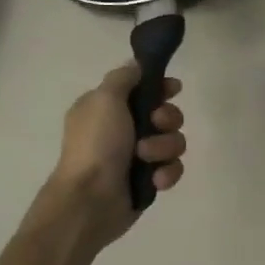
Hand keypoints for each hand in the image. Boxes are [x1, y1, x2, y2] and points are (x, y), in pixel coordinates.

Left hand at [45, 62, 186, 249]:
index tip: (174, 89)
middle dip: (168, 119)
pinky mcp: (149, 180)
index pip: (143, 88)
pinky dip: (166, 173)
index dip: (162, 88)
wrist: (91, 199)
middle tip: (155, 124)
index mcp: (107, 108)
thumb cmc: (96, 145)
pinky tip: (155, 180)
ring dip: (165, 148)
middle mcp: (123, 129)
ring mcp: (138, 156)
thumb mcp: (105, 99)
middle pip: (166, 114)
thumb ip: (124, 78)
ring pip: (173, 142)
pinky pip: (173, 168)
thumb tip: (137, 65)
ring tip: (147, 159)